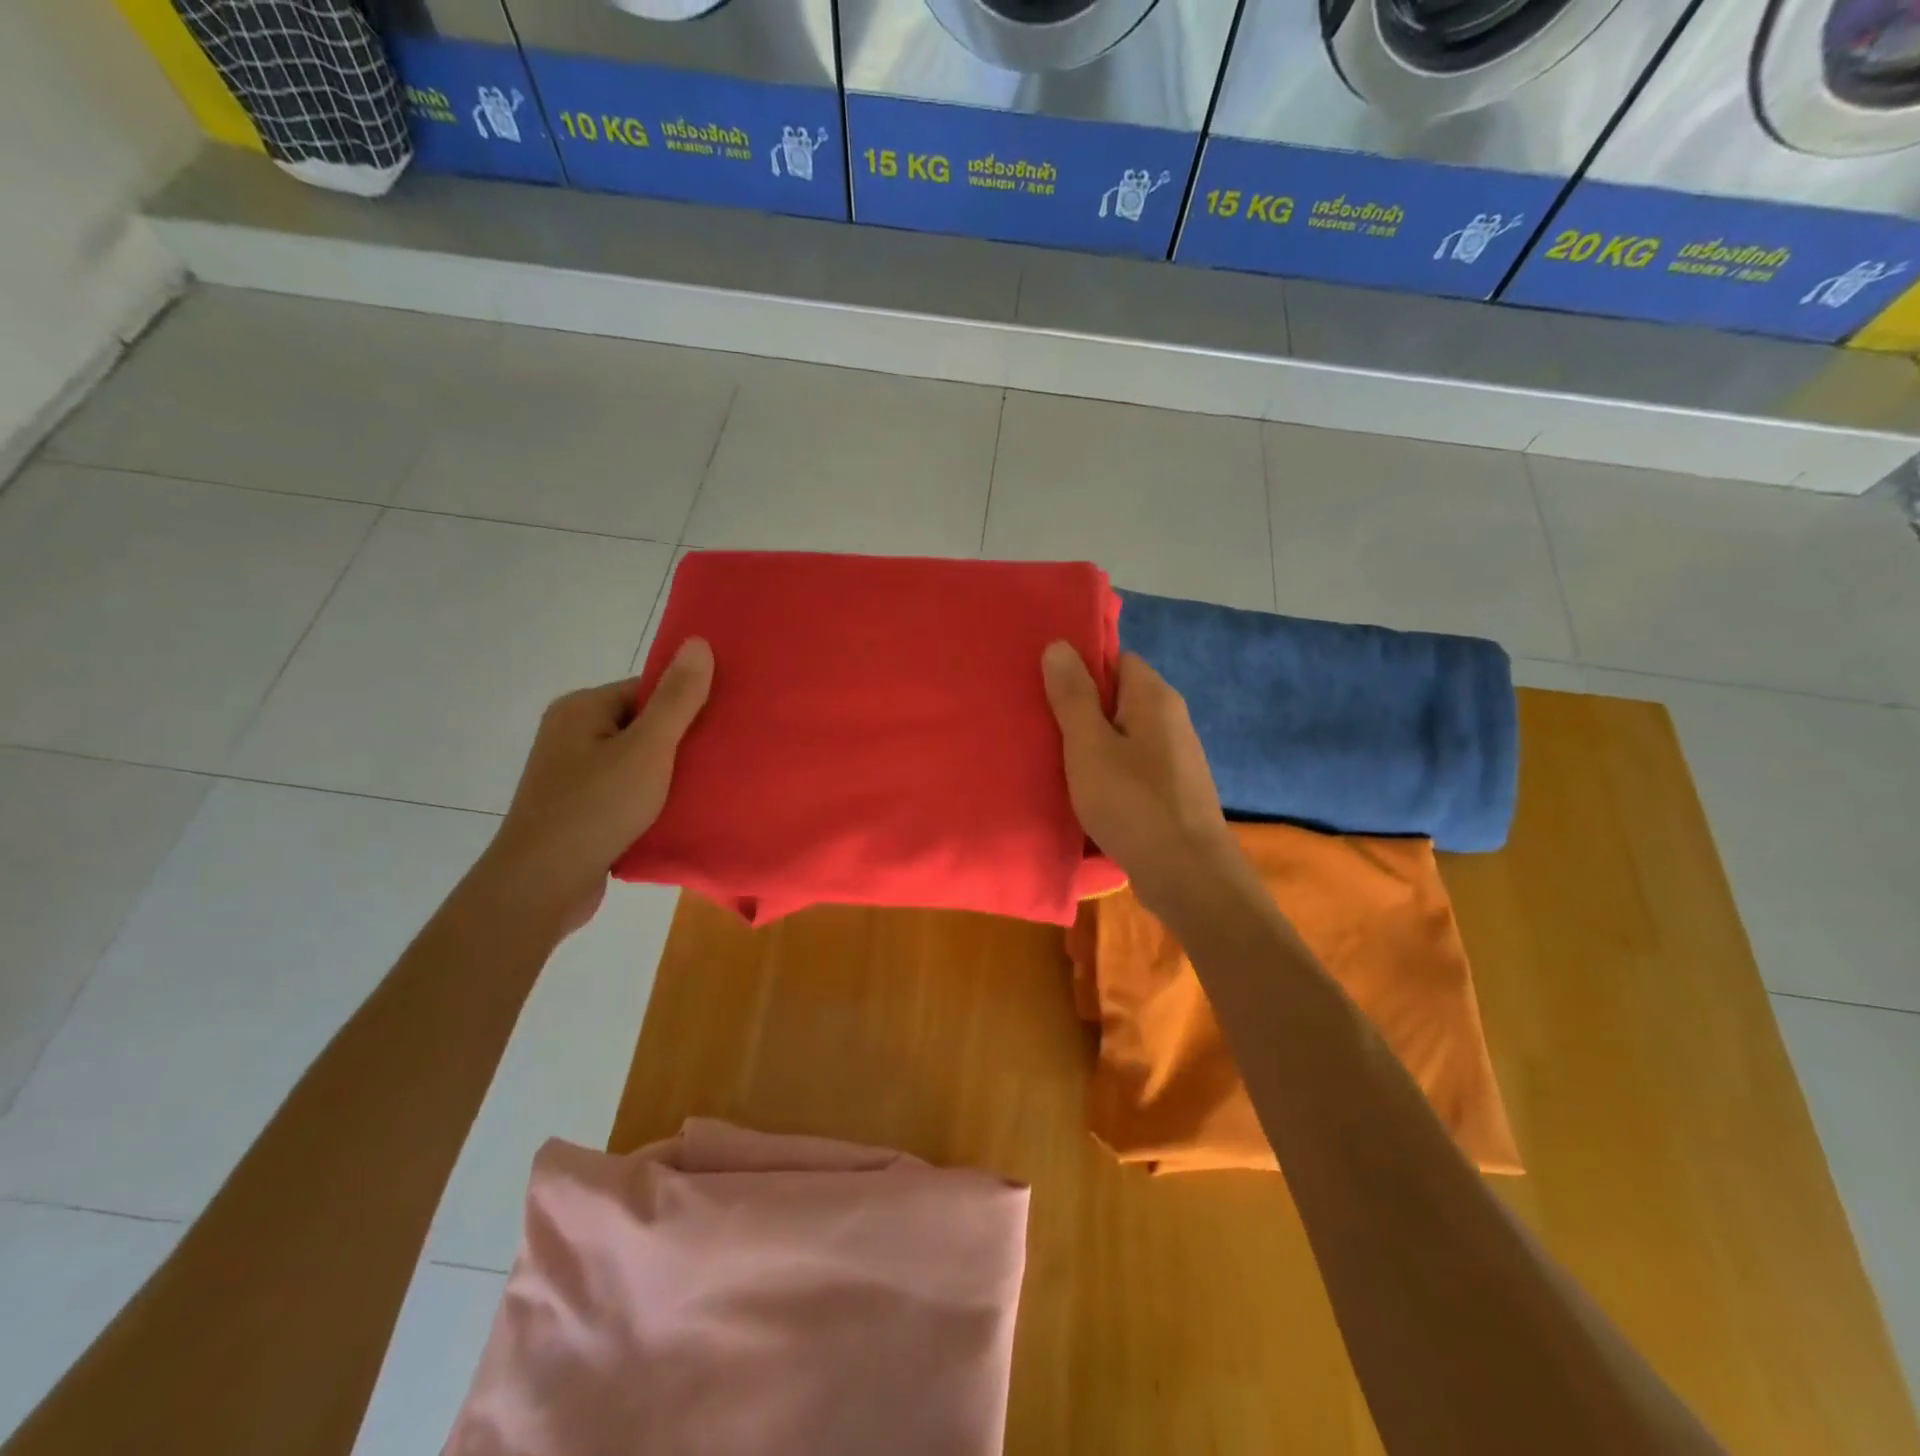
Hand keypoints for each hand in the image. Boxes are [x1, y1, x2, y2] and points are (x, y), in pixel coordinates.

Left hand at [478, 638, 714, 935]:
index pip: (646, 689)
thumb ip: (676, 699)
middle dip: (681, 740)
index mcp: (582, 709)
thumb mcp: (647, 748)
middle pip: (642, 724)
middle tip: (722, 755)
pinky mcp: (579, 809)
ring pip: (636, 761)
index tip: (722, 722)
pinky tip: (681, 811)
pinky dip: (652, 798)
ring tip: (709, 783)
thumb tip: (698, 642)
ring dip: (669, 773)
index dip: (685, 703)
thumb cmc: (595, 808)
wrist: (541, 885)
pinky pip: (626, 791)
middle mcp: (572, 734)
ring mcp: (572, 774)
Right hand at [1042, 640, 1237, 903]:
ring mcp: (1176, 757)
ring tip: (1054, 759)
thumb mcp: (1089, 745)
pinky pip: (1133, 767)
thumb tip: (1060, 645)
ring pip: (1125, 736)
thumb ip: (1073, 696)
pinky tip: (1086, 792)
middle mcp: (1172, 719)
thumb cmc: (1133, 802)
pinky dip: (1109, 773)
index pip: (1117, 659)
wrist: (1188, 875)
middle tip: (1041, 724)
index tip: (1046, 687)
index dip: (1082, 668)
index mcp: (1154, 697)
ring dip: (1093, 745)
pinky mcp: (1173, 791)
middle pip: (1120, 698)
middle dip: (1082, 709)